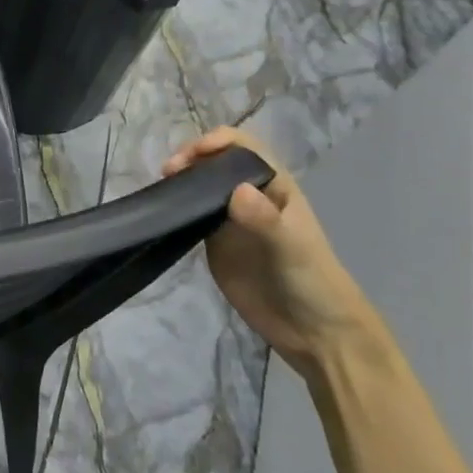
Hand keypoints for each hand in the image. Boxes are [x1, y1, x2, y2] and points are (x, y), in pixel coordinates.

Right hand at [162, 127, 386, 375]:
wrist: (312, 331)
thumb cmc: (311, 282)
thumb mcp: (292, 249)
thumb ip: (265, 220)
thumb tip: (236, 190)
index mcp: (275, 186)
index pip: (244, 147)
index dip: (218, 142)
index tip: (192, 155)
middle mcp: (250, 196)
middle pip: (216, 161)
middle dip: (191, 158)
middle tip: (168, 174)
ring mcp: (230, 219)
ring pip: (201, 186)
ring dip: (180, 181)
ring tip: (160, 190)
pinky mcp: (214, 242)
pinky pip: (192, 214)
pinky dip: (175, 207)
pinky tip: (161, 212)